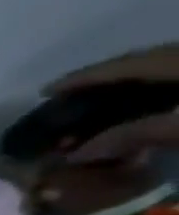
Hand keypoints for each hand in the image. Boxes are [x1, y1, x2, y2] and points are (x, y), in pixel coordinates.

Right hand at [45, 43, 178, 163]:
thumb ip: (132, 135)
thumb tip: (77, 153)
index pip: (126, 64)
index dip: (85, 76)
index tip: (46, 91)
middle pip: (149, 61)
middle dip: (108, 80)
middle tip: (72, 100)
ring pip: (167, 69)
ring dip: (132, 87)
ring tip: (103, 106)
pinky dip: (156, 94)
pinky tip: (146, 109)